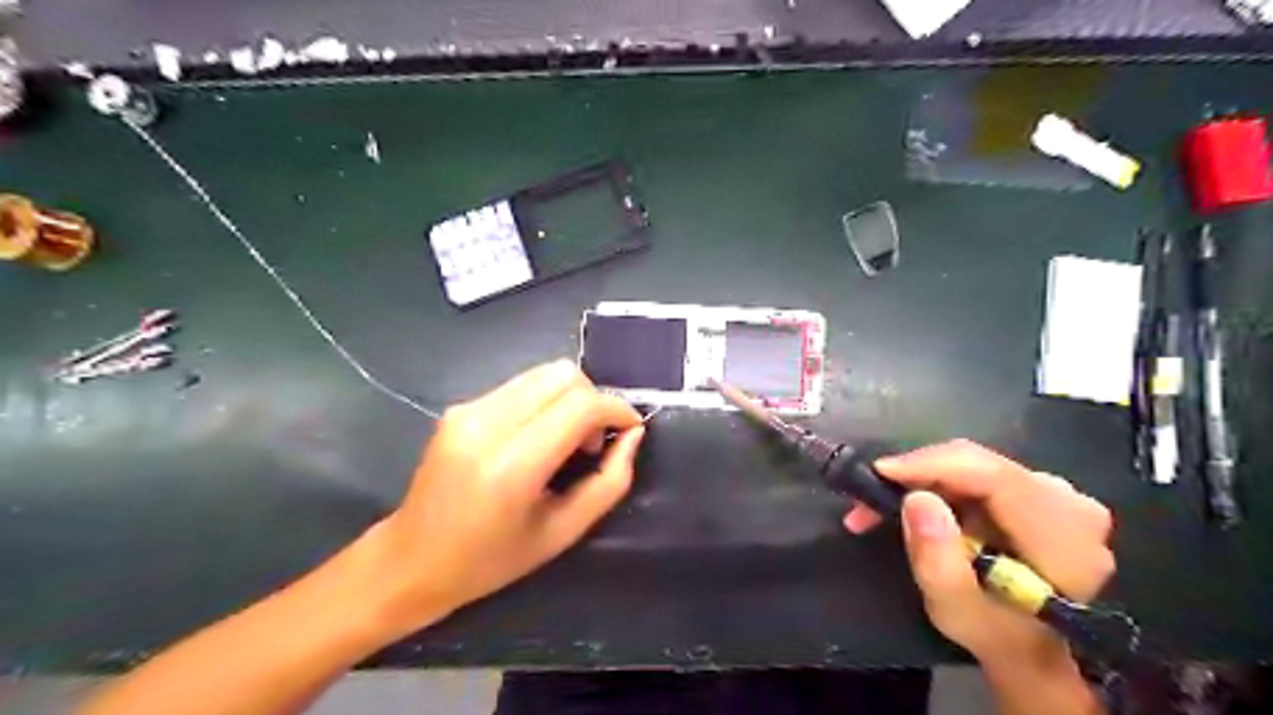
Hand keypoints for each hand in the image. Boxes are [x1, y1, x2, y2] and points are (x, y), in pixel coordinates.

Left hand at [369, 361, 647, 634]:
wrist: (411, 560)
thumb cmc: (491, 561)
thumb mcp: (563, 532)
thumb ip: (609, 481)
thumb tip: (632, 435)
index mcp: (512, 464)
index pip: (580, 405)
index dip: (616, 409)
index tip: (630, 429)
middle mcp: (487, 423)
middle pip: (563, 375)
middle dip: (593, 400)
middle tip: (592, 443)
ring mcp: (468, 409)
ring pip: (543, 373)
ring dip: (570, 399)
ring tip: (566, 441)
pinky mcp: (460, 407)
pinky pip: (521, 386)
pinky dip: (544, 402)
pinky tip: (537, 438)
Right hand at [844, 440, 1116, 670]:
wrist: (1030, 647)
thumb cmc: (995, 634)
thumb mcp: (956, 611)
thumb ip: (938, 560)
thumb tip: (917, 499)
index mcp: (1063, 535)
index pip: (993, 476)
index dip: (932, 466)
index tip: (880, 472)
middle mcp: (1068, 502)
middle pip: (978, 464)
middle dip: (916, 474)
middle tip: (867, 496)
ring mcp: (1054, 492)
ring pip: (971, 464)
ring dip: (920, 479)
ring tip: (878, 505)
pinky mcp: (1033, 489)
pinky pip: (974, 471)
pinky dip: (935, 483)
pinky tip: (911, 503)